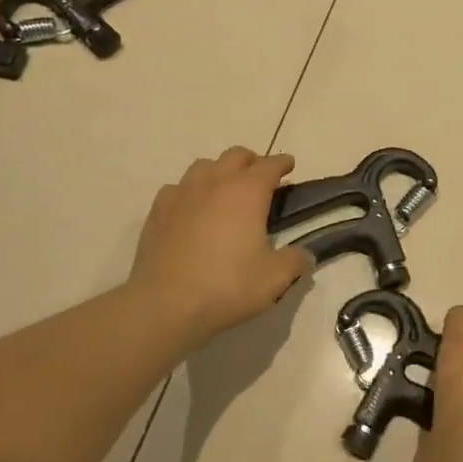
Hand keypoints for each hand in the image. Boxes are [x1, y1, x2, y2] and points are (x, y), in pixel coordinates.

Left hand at [129, 148, 312, 352]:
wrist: (165, 305)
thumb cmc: (227, 287)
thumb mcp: (274, 279)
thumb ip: (294, 262)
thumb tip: (305, 255)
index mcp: (247, 193)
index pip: (269, 165)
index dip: (282, 163)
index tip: (289, 165)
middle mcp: (214, 183)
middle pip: (235, 156)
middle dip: (251, 162)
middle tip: (260, 178)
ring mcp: (181, 194)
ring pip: (203, 166)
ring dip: (219, 171)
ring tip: (225, 190)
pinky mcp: (157, 211)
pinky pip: (177, 188)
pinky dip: (190, 191)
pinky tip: (191, 208)